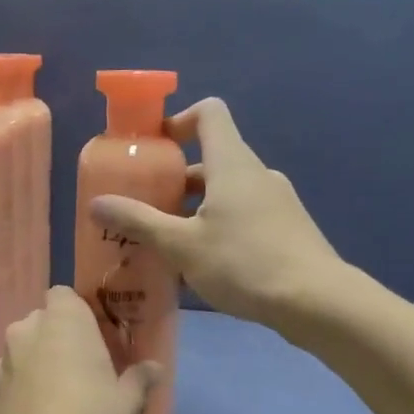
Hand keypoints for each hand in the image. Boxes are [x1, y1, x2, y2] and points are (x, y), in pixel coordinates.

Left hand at [0, 287, 157, 413]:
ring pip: (24, 348)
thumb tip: (153, 367)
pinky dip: (23, 385)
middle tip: (83, 366)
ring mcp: (3, 361)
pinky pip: (11, 375)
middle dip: (59, 336)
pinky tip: (38, 413)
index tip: (95, 337)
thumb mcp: (129, 403)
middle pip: (42, 320)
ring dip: (38, 360)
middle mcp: (27, 330)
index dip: (78, 313)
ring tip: (59, 392)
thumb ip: (140, 377)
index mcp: (63, 321)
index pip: (63, 294)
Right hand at [90, 98, 338, 329]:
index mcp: (232, 162)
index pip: (209, 112)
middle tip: (147, 206)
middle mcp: (256, 172)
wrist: (316, 301)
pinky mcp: (287, 227)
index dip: (178, 120)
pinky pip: (245, 213)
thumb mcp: (181, 245)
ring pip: (227, 190)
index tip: (153, 148)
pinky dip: (220, 224)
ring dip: (196, 206)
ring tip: (169, 241)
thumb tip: (97, 203)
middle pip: (212, 156)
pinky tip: (205, 263)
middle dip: (176, 177)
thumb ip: (138, 222)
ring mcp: (276, 200)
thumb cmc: (244, 263)